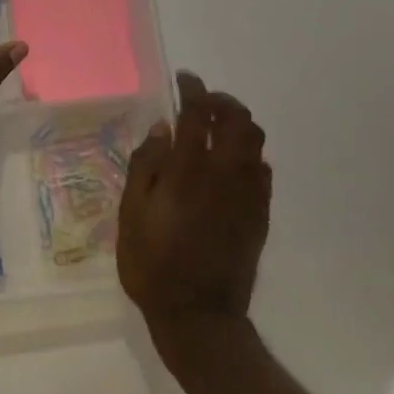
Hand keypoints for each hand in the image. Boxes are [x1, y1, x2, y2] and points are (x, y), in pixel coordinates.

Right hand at [118, 72, 270, 335]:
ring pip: (255, 142)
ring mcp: (248, 194)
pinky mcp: (260, 214)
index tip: (185, 79)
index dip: (193, 90)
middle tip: (202, 102)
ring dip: (238, 124)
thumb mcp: (131, 214)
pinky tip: (230, 164)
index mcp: (189, 171)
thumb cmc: (152, 264)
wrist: (199, 315)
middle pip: (237, 120)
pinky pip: (262, 170)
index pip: (197, 115)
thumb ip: (146, 166)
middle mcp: (225, 174)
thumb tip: (163, 129)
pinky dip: (248, 154)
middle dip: (221, 102)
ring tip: (216, 128)